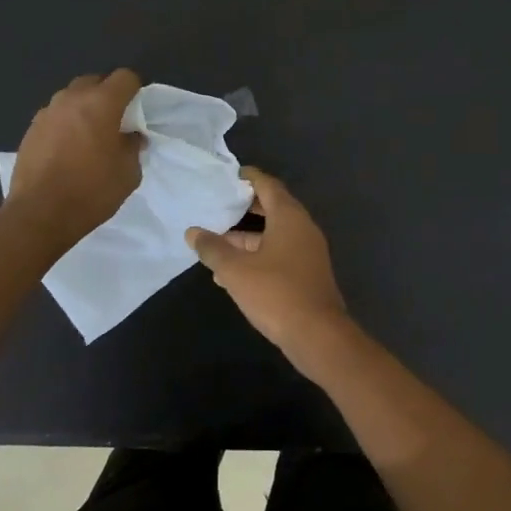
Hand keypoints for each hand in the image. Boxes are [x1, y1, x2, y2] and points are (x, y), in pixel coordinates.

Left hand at [6, 70, 143, 247]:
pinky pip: (55, 116)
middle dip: (107, 95)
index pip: (125, 77)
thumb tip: (131, 135)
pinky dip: (65, 123)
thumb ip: (133, 146)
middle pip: (95, 81)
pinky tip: (68, 149)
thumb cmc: (92, 191)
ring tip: (89, 135)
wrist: (40, 213)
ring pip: (71, 97)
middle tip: (114, 122)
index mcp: (101, 103)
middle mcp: (71, 98)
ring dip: (84, 108)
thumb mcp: (128, 172)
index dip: (135, 90)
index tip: (137, 111)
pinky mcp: (31, 129)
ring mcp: (47, 112)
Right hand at [186, 167, 348, 357]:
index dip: (248, 178)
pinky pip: (279, 255)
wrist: (318, 335)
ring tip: (215, 244)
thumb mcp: (236, 270)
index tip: (228, 176)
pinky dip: (257, 256)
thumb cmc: (276, 293)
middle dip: (245, 208)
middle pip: (273, 208)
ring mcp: (308, 252)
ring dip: (247, 238)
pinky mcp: (307, 274)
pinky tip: (231, 274)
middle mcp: (303, 229)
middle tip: (218, 205)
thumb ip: (213, 249)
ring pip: (274, 235)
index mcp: (289, 217)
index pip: (268, 185)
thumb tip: (193, 232)